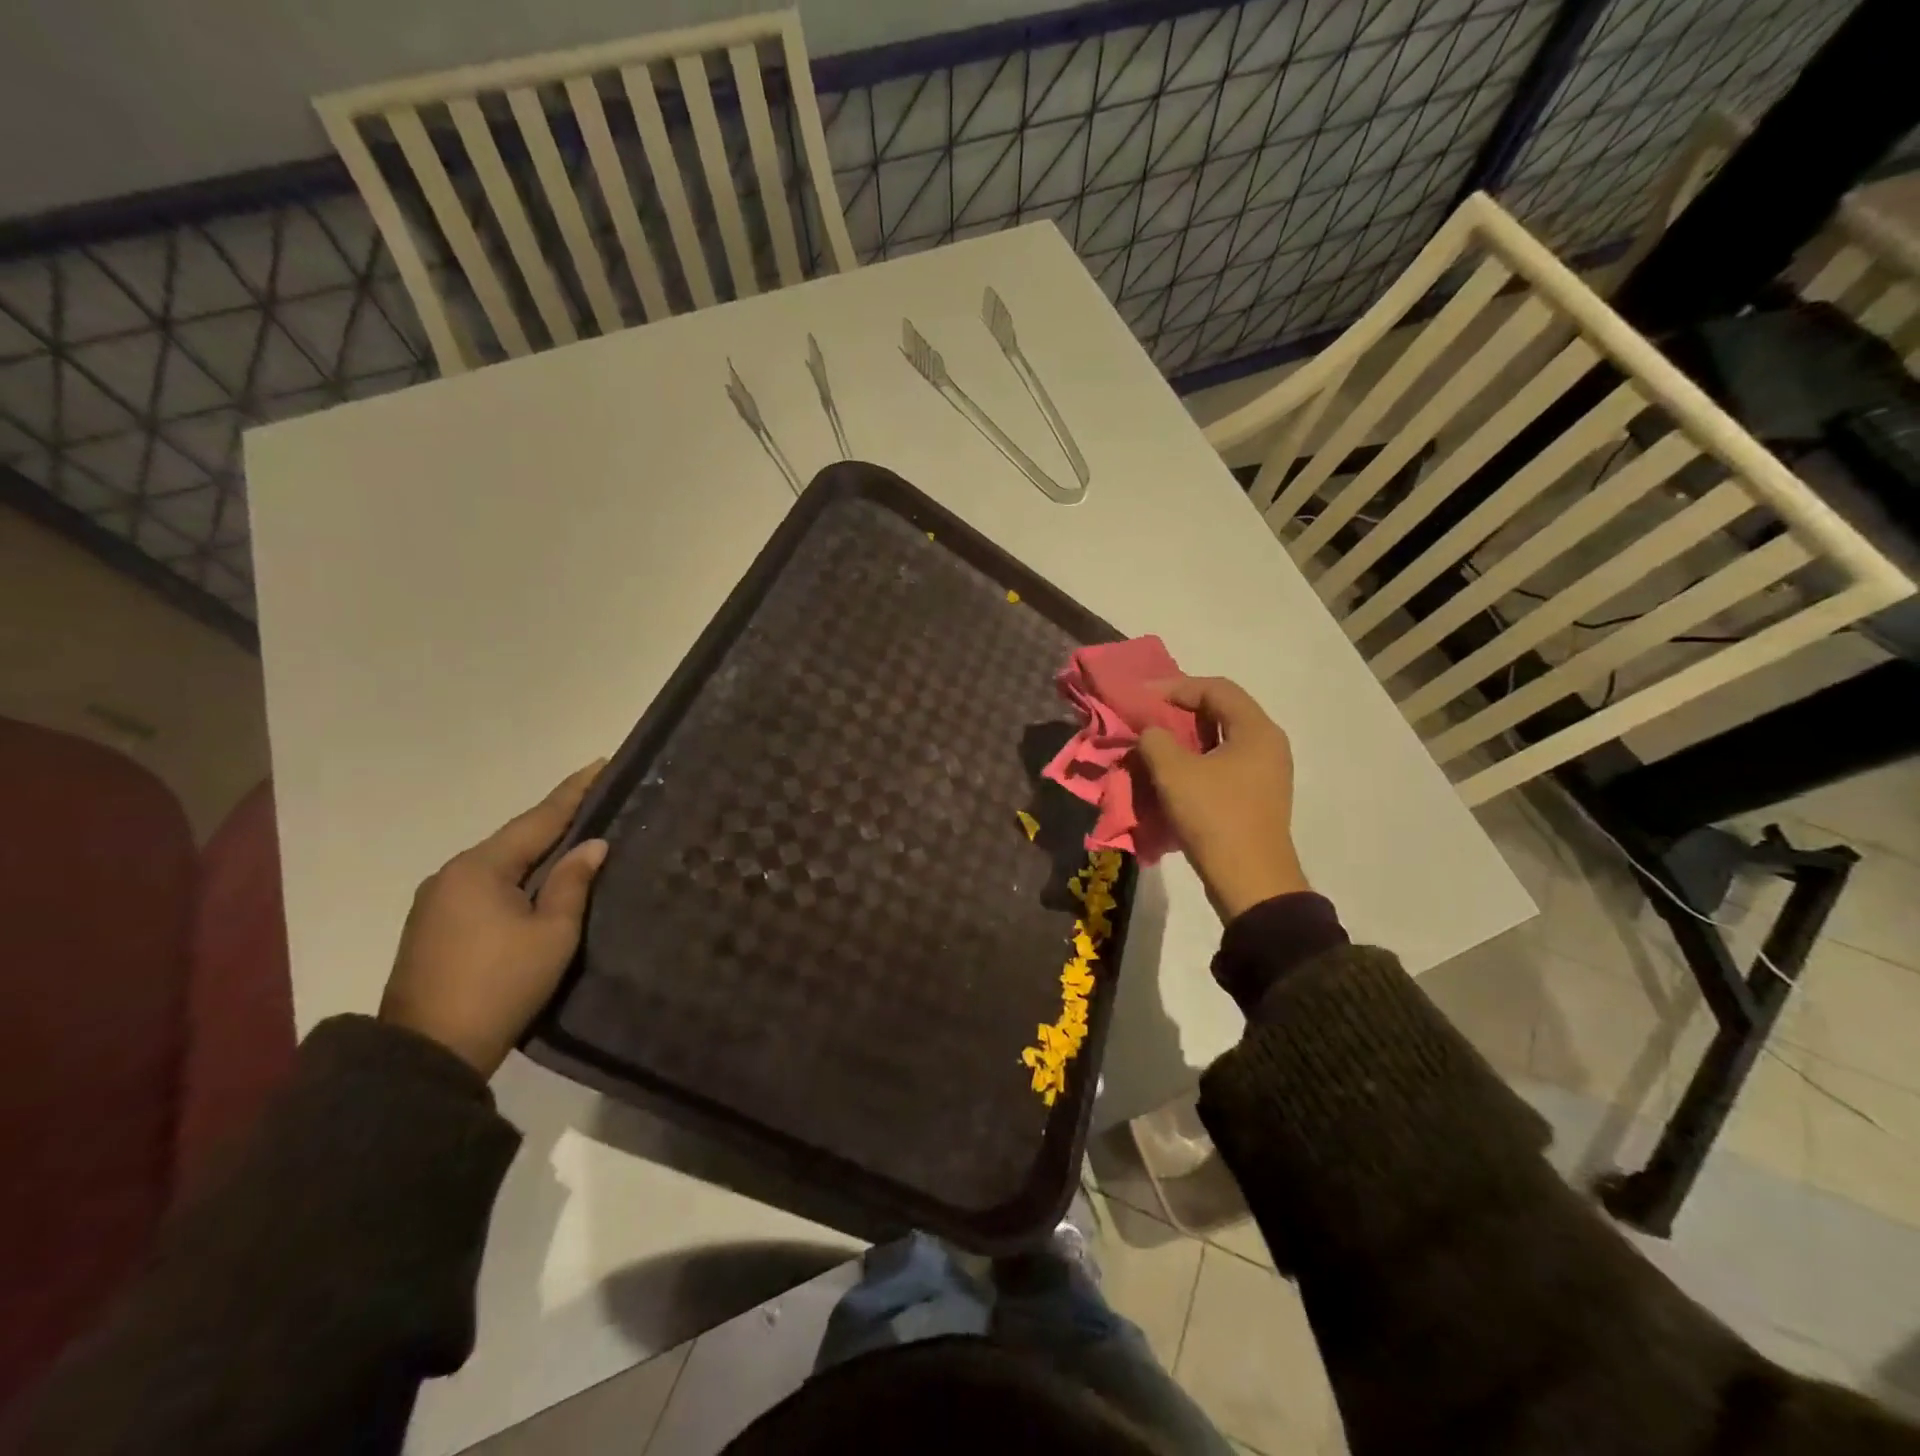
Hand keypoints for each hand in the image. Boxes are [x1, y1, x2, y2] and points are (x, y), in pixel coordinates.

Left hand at [380, 761, 609, 1076]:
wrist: (427, 1053)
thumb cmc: (501, 984)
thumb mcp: (552, 933)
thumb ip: (572, 883)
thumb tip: (592, 845)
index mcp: (481, 868)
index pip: (539, 819)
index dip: (574, 791)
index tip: (601, 762)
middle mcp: (452, 874)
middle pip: (516, 839)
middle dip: (556, 821)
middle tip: (597, 803)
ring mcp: (436, 901)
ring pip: (499, 864)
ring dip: (536, 853)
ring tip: (575, 842)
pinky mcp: (432, 928)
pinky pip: (484, 887)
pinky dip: (516, 878)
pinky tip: (537, 882)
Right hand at [1135, 677, 1307, 921]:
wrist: (1250, 881)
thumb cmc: (1215, 817)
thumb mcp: (1174, 773)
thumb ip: (1155, 740)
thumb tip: (1151, 733)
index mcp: (1256, 730)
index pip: (1216, 689)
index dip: (1175, 687)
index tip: (1141, 697)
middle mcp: (1268, 744)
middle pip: (1221, 711)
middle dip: (1180, 711)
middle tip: (1148, 717)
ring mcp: (1266, 772)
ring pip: (1221, 740)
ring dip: (1186, 738)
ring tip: (1155, 744)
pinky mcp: (1257, 796)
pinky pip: (1224, 764)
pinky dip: (1196, 760)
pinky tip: (1172, 773)